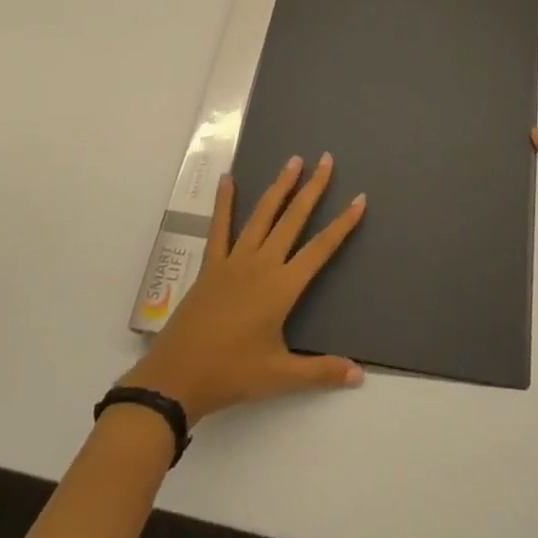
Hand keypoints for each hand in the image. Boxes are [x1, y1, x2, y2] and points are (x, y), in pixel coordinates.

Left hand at [122, 154, 366, 421]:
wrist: (177, 378)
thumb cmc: (232, 374)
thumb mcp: (280, 377)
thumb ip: (320, 371)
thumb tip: (359, 374)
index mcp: (282, 287)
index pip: (320, 249)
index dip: (342, 224)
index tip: (359, 199)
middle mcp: (262, 264)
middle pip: (293, 219)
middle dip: (313, 188)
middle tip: (327, 159)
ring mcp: (235, 260)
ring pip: (262, 214)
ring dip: (280, 186)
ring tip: (293, 160)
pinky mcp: (212, 264)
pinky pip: (220, 227)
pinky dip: (225, 202)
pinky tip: (228, 179)